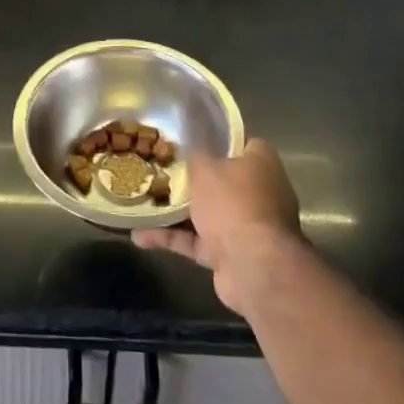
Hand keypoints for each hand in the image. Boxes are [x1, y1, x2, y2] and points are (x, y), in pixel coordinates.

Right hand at [133, 139, 304, 313]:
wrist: (253, 268)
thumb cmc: (232, 203)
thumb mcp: (205, 167)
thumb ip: (195, 153)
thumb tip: (191, 145)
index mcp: (262, 164)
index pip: (242, 142)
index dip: (218, 137)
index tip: (191, 135)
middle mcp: (260, 193)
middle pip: (223, 179)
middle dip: (193, 177)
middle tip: (162, 167)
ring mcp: (246, 227)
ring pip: (208, 212)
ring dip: (177, 212)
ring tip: (144, 201)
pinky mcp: (232, 255)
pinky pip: (198, 242)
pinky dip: (173, 239)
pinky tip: (141, 236)